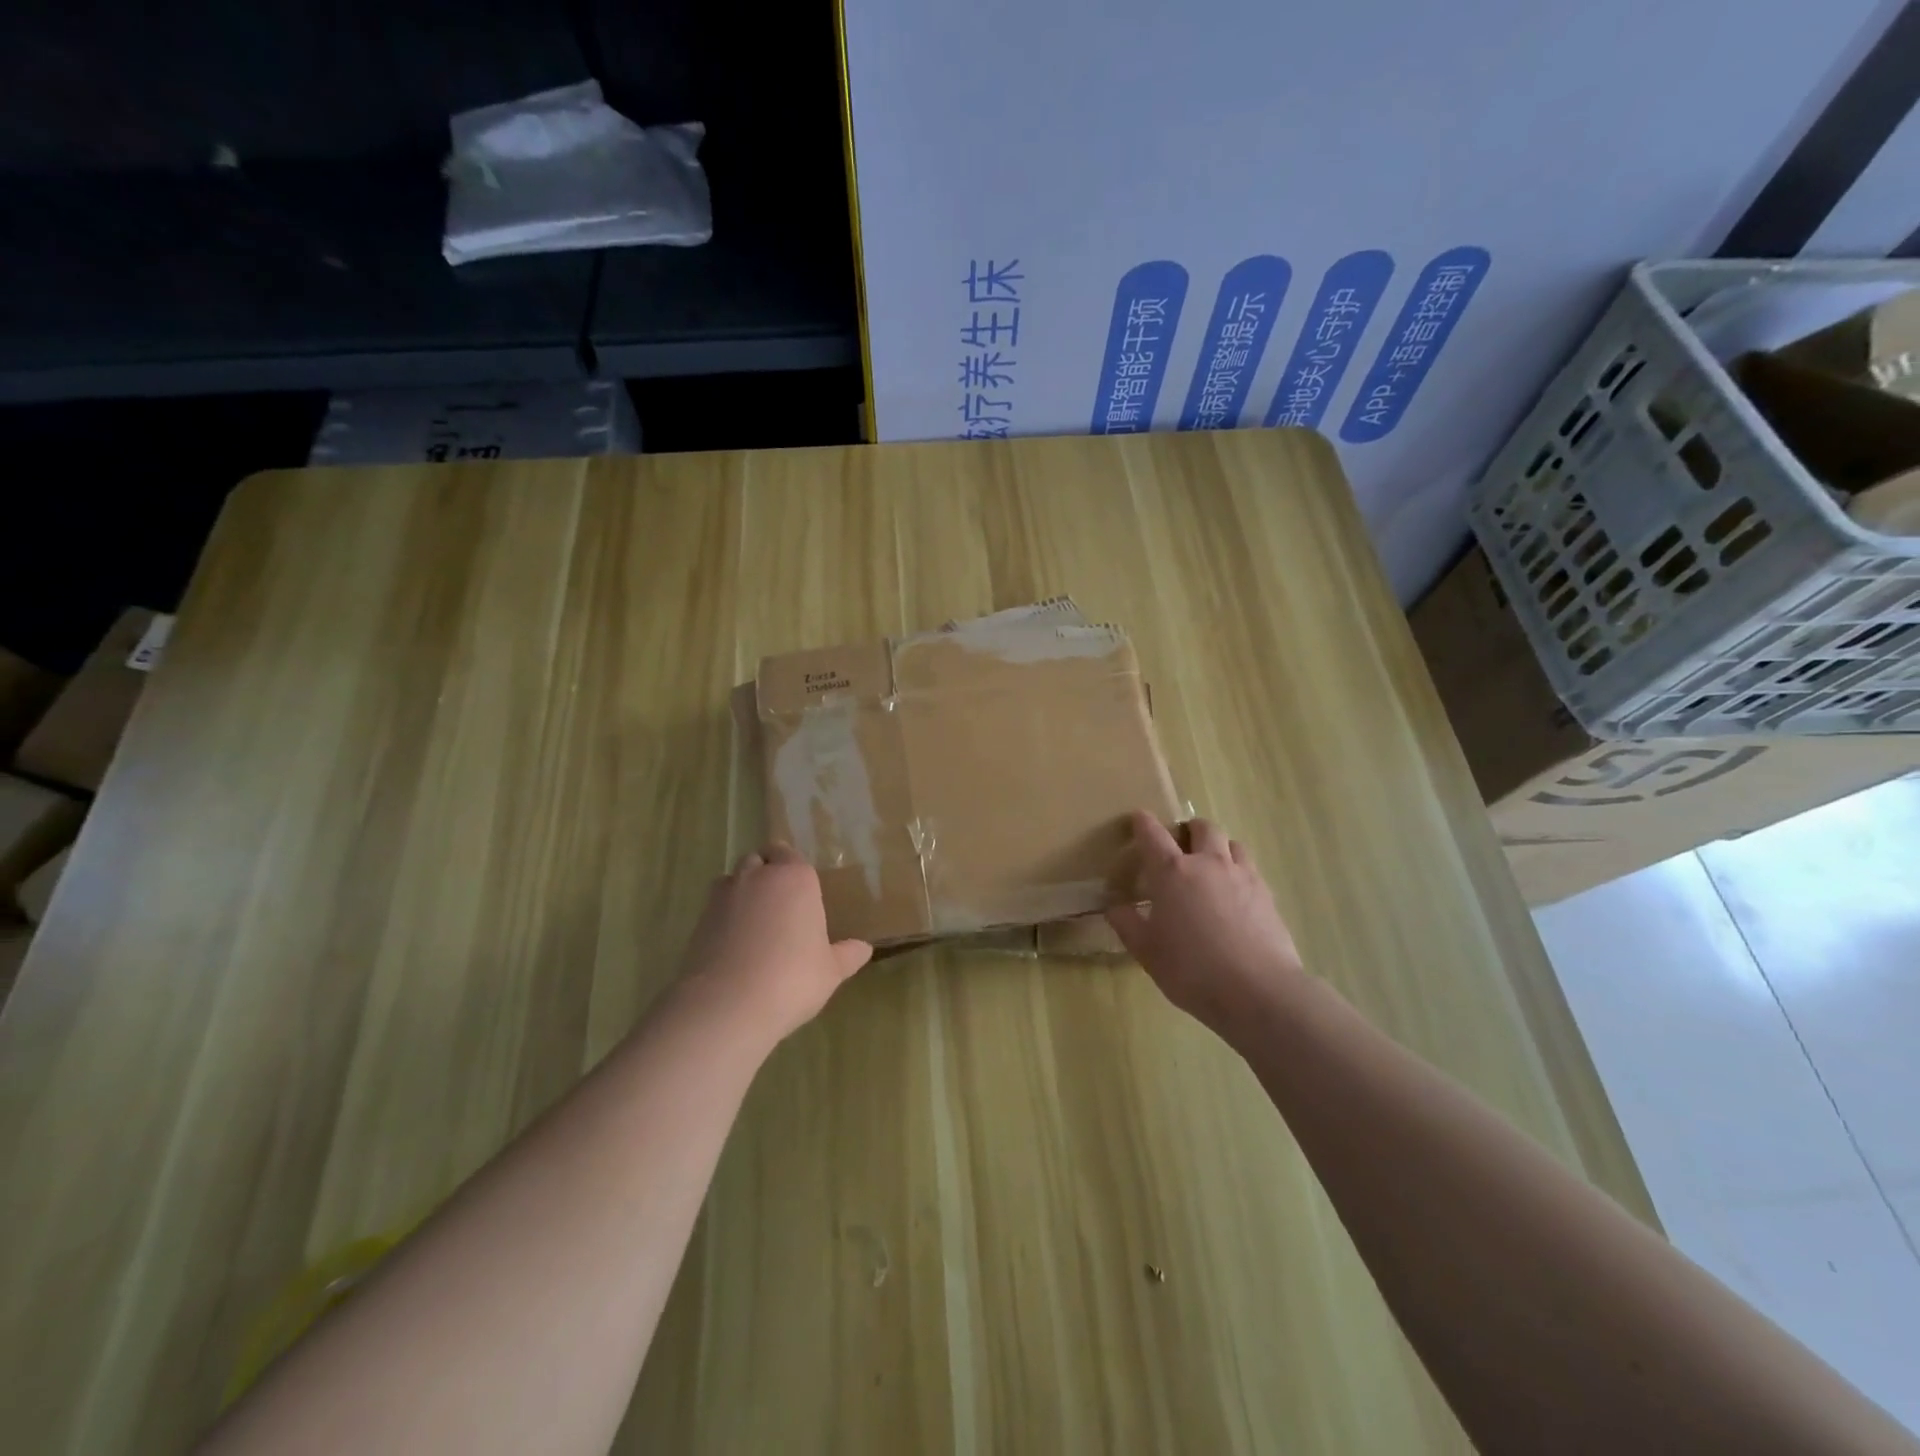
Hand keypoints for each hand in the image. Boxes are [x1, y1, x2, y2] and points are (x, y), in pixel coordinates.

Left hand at [678, 844, 872, 1046]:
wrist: (728, 1004)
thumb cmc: (792, 979)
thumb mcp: (830, 971)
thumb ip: (846, 955)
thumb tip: (864, 949)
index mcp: (795, 878)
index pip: (790, 854)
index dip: (792, 868)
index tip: (800, 889)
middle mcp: (757, 877)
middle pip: (758, 859)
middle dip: (766, 873)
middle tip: (780, 903)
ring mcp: (723, 896)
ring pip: (733, 879)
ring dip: (742, 891)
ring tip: (754, 922)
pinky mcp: (698, 920)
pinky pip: (714, 908)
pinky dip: (723, 917)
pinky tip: (734, 944)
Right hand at [1106, 813, 1305, 1040]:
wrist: (1258, 991)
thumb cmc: (1192, 969)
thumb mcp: (1147, 952)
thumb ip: (1128, 925)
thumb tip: (1115, 907)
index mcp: (1172, 872)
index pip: (1153, 834)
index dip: (1143, 823)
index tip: (1138, 818)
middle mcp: (1208, 863)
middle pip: (1202, 828)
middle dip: (1189, 829)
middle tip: (1181, 844)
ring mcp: (1242, 876)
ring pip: (1232, 843)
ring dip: (1219, 847)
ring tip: (1211, 866)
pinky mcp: (1267, 894)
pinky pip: (1250, 869)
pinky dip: (1239, 872)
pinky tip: (1235, 895)